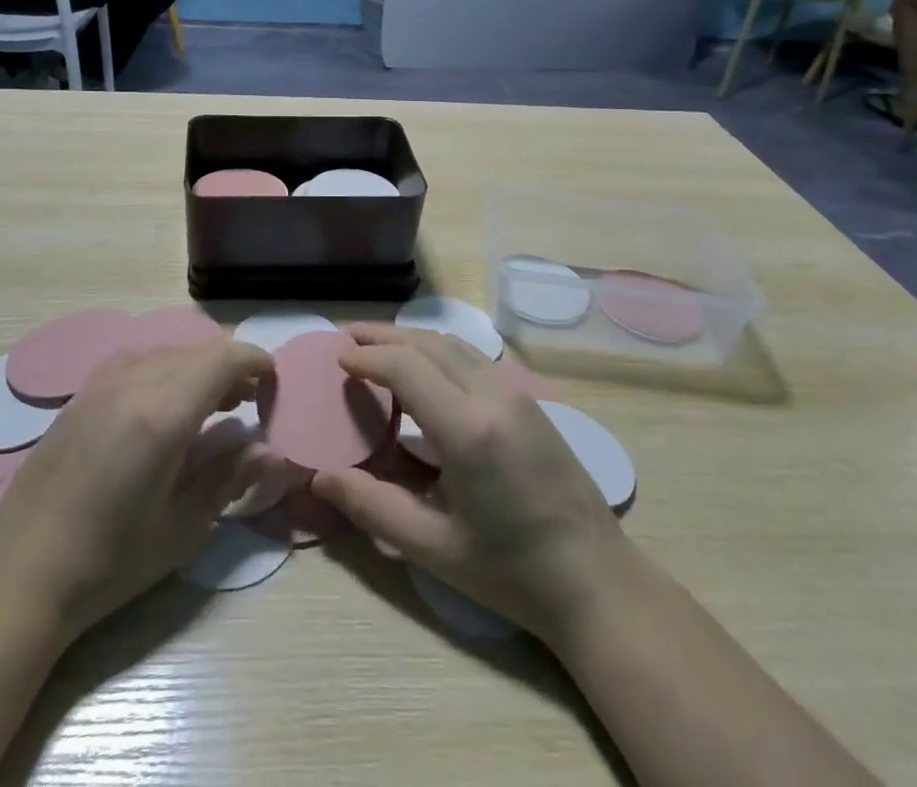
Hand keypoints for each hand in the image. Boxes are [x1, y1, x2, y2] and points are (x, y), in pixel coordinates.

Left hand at [0, 340, 272, 642]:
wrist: (20, 577)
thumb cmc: (110, 563)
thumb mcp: (183, 528)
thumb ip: (229, 477)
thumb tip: (268, 449)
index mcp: (163, 415)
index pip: (223, 359)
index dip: (255, 361)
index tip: (273, 383)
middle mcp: (132, 383)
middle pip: (196, 351)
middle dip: (230, 367)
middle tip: (249, 401)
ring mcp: (100, 385)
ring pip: (165, 352)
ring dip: (196, 367)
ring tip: (212, 404)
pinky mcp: (79, 396)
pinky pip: (135, 362)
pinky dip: (163, 370)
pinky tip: (163, 406)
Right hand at [312, 324, 627, 645]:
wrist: (596, 581)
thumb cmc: (510, 570)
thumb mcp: (433, 547)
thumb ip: (373, 507)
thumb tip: (320, 478)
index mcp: (468, 429)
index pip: (406, 367)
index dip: (367, 357)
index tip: (337, 358)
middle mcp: (493, 395)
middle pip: (429, 342)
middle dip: (383, 335)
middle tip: (345, 337)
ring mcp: (517, 393)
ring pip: (454, 344)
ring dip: (412, 339)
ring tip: (377, 346)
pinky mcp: (530, 401)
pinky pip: (474, 358)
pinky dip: (438, 351)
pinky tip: (424, 370)